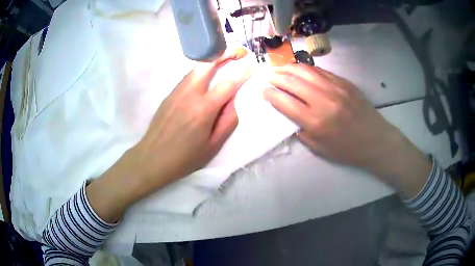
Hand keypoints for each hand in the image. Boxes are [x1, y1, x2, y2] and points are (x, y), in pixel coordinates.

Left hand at [133, 48, 251, 186]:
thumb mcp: (213, 145)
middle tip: (235, 52)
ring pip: (195, 68)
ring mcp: (177, 92)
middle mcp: (190, 94)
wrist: (152, 158)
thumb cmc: (185, 157)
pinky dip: (199, 72)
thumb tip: (234, 101)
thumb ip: (228, 121)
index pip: (228, 83)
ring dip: (211, 61)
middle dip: (223, 53)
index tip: (251, 66)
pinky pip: (187, 78)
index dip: (242, 72)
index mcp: (204, 109)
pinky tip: (204, 79)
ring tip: (223, 61)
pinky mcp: (169, 95)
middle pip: (207, 64)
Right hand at [263, 64, 430, 197]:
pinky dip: (305, 69)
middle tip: (268, 78)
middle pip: (292, 81)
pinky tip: (300, 70)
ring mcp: (334, 87)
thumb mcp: (320, 149)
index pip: (284, 102)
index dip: (270, 95)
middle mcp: (323, 100)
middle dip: (275, 78)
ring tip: (280, 70)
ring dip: (288, 68)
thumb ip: (302, 131)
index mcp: (315, 121)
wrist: (375, 139)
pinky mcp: (343, 82)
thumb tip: (290, 115)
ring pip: (305, 71)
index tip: (264, 92)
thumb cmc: (347, 149)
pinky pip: (320, 70)